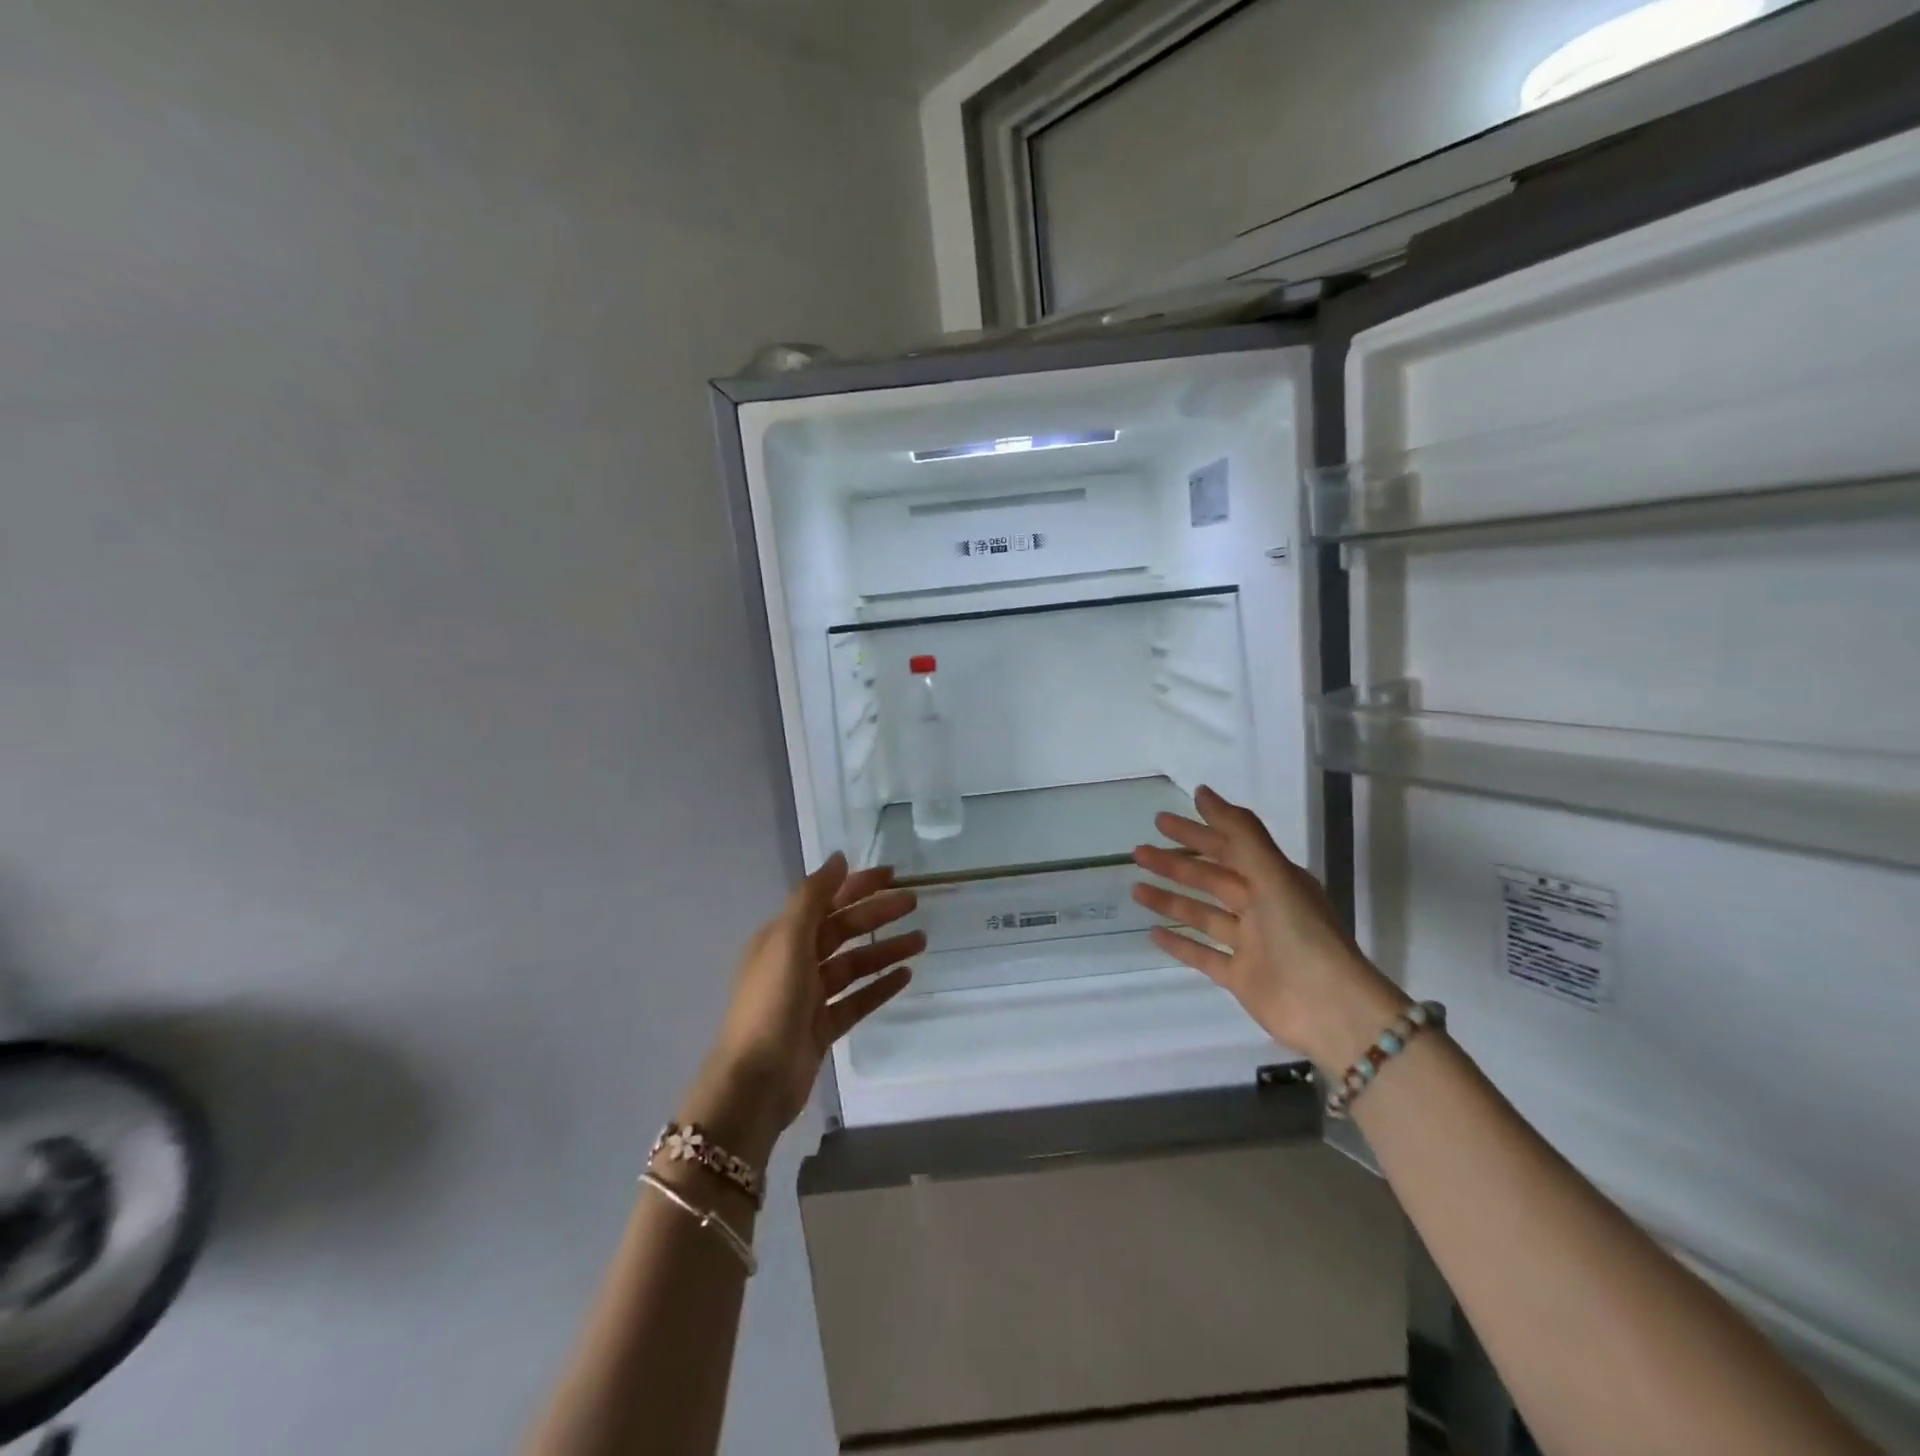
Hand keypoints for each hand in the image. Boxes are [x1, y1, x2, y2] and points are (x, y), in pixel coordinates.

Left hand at [681, 854, 922, 1165]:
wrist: (754, 1083)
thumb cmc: (770, 1003)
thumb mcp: (788, 941)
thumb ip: (813, 897)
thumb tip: (839, 858)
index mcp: (782, 937)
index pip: (826, 901)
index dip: (857, 885)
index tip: (892, 874)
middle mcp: (795, 961)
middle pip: (843, 930)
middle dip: (877, 915)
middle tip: (914, 902)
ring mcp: (809, 997)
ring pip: (854, 964)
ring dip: (885, 950)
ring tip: (921, 941)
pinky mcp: (823, 1027)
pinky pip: (857, 999)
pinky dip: (880, 986)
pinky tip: (906, 976)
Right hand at [1133, 785, 1407, 1069]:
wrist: (1330, 1010)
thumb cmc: (1302, 934)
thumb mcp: (1273, 875)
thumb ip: (1240, 833)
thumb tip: (1203, 792)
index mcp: (1275, 880)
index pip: (1229, 848)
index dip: (1196, 832)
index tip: (1161, 820)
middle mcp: (1262, 908)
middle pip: (1211, 879)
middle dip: (1175, 864)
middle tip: (1138, 853)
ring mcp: (1251, 944)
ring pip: (1203, 914)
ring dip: (1170, 900)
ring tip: (1135, 889)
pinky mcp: (1240, 977)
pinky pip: (1203, 955)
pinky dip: (1179, 943)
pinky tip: (1153, 933)